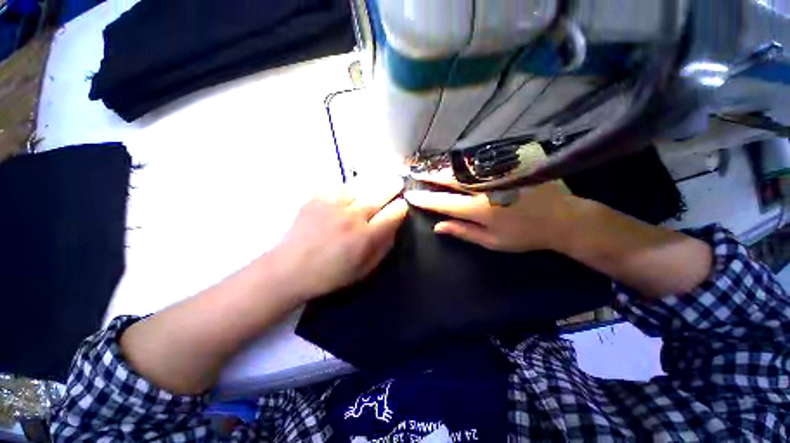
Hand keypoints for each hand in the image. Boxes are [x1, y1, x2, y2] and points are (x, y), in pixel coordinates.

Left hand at [273, 178, 407, 299]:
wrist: (289, 268)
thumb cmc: (330, 274)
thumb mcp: (364, 269)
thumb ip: (382, 247)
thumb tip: (393, 226)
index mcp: (365, 237)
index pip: (391, 214)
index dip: (400, 208)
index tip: (402, 205)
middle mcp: (351, 217)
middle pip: (378, 195)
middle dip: (392, 187)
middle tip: (398, 181)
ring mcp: (332, 205)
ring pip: (360, 186)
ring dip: (372, 183)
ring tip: (380, 179)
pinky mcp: (316, 198)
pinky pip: (339, 186)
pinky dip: (350, 186)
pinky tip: (353, 189)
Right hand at [405, 172, 585, 252]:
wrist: (564, 218)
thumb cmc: (525, 235)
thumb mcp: (492, 241)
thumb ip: (463, 232)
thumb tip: (437, 227)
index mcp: (480, 209)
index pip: (444, 203)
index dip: (425, 199)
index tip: (411, 195)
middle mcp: (486, 187)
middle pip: (451, 179)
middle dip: (430, 175)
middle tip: (414, 171)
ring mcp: (499, 172)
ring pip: (463, 166)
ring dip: (444, 166)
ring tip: (429, 165)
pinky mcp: (511, 163)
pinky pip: (481, 160)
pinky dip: (464, 161)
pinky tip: (456, 161)